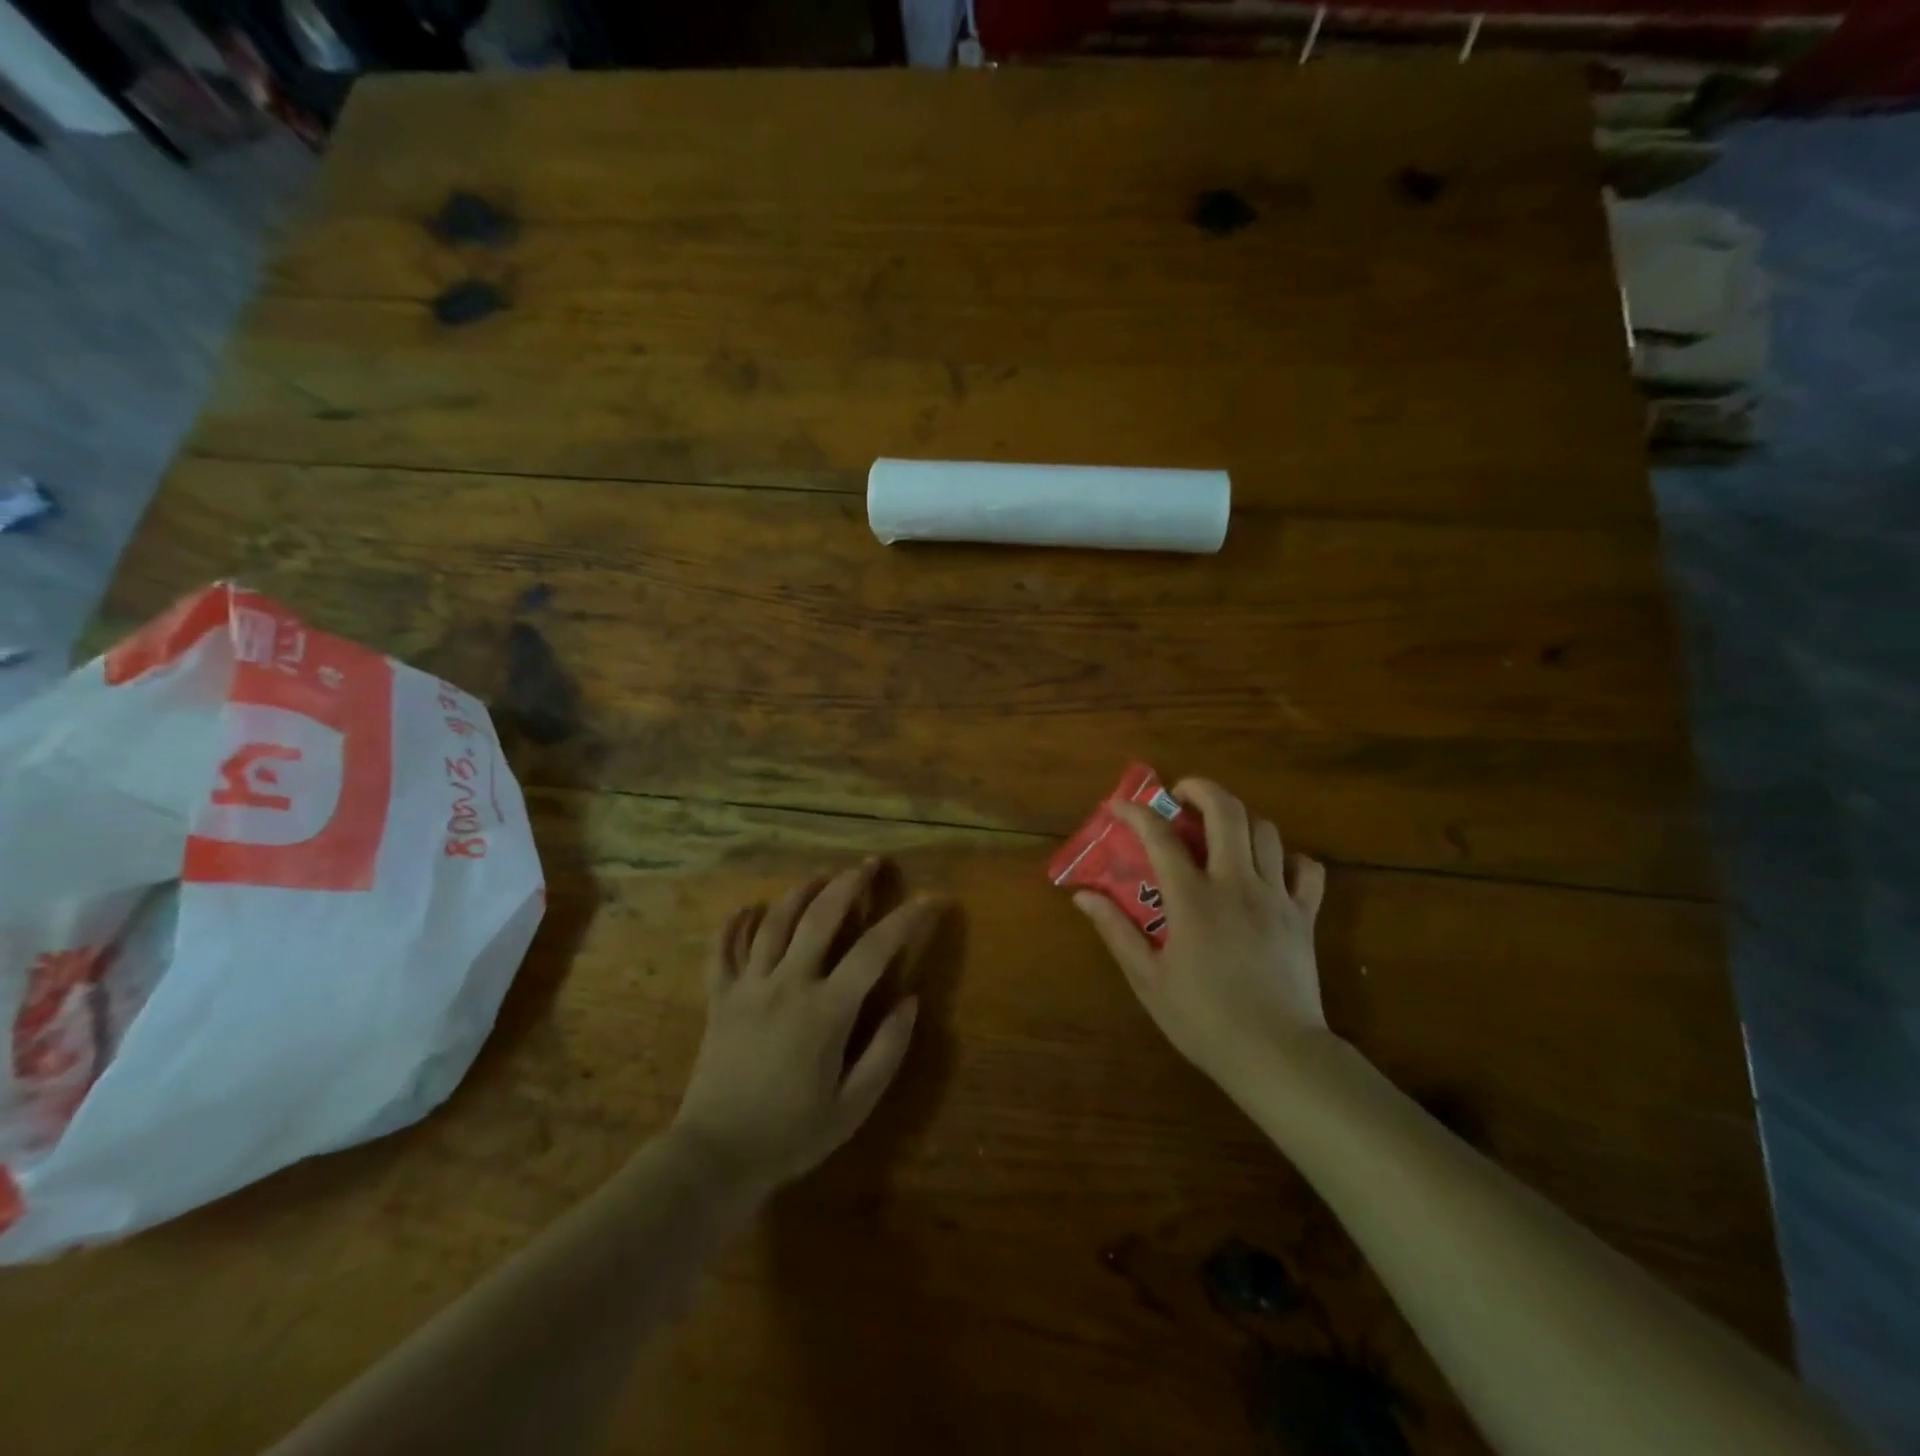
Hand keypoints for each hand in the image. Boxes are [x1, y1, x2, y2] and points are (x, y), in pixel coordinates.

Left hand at [673, 860, 945, 1191]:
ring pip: (774, 922)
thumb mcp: (854, 1105)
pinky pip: (723, 949)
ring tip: (821, 876)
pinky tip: (748, 907)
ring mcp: (748, 986)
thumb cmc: (792, 1134)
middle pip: (820, 916)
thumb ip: (887, 1050)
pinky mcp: (720, 997)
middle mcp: (787, 984)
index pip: (874, 950)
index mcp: (826, 1010)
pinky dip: (735, 923)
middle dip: (849, 883)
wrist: (716, 1156)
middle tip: (869, 864)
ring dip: (801, 892)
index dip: (907, 920)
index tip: (931, 899)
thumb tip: (910, 1001)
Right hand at [1073, 778, 1331, 1092]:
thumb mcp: (1148, 979)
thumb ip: (1116, 930)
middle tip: (1181, 795)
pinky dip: (1289, 859)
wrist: (1278, 1055)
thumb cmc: (1204, 1019)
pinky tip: (1270, 870)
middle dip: (1200, 789)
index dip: (1135, 813)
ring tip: (1219, 832)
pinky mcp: (1304, 916)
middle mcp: (1236, 884)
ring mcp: (1276, 897)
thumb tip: (1083, 896)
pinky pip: (1307, 869)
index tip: (1118, 805)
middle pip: (1226, 812)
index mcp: (1193, 899)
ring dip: (1239, 820)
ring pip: (1266, 831)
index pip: (1160, 837)